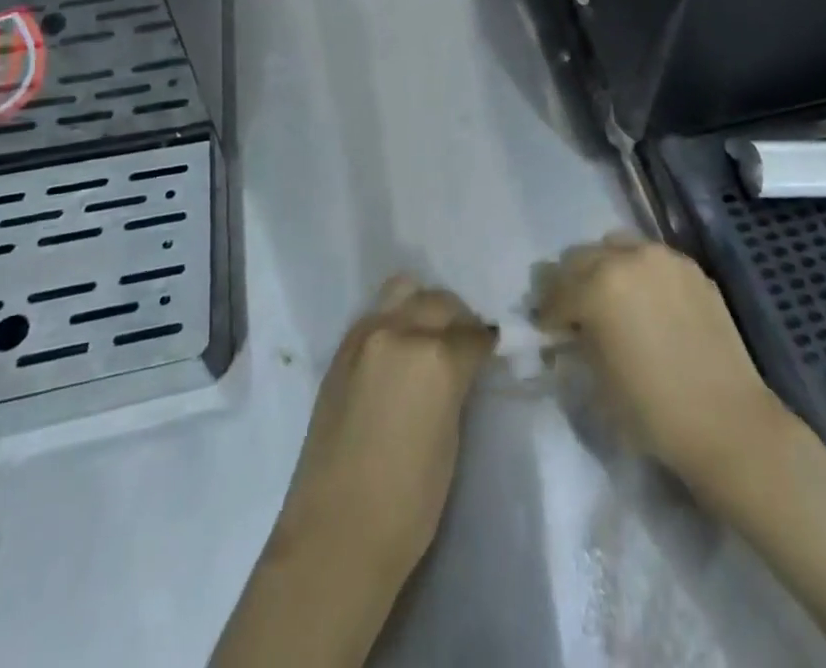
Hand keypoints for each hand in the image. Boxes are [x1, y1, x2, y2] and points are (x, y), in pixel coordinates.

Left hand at [275, 275, 496, 574]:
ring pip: (404, 292)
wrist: (336, 533)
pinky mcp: (341, 350)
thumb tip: (461, 365)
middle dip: (457, 317)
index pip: (472, 333)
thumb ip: (455, 385)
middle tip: (464, 340)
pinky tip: (398, 349)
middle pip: (438, 302)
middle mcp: (400, 331)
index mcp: (436, 356)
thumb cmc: (408, 501)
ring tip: (429, 334)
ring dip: (422, 306)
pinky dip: (393, 319)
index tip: (489, 349)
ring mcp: (365, 335)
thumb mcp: (451, 436)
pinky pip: (376, 315)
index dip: (484, 343)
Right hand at [533, 234, 782, 488]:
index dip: (545, 314)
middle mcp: (626, 258)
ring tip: (611, 299)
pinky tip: (646, 303)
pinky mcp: (690, 267)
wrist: (727, 422)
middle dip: (570, 283)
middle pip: (579, 257)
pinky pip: (650, 257)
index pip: (554, 292)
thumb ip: (576, 342)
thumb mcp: (596, 379)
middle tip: (573, 312)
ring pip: (615, 246)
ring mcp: (662, 258)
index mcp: (596, 287)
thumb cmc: (652, 410)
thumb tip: (567, 330)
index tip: (546, 330)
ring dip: (603, 268)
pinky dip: (638, 272)